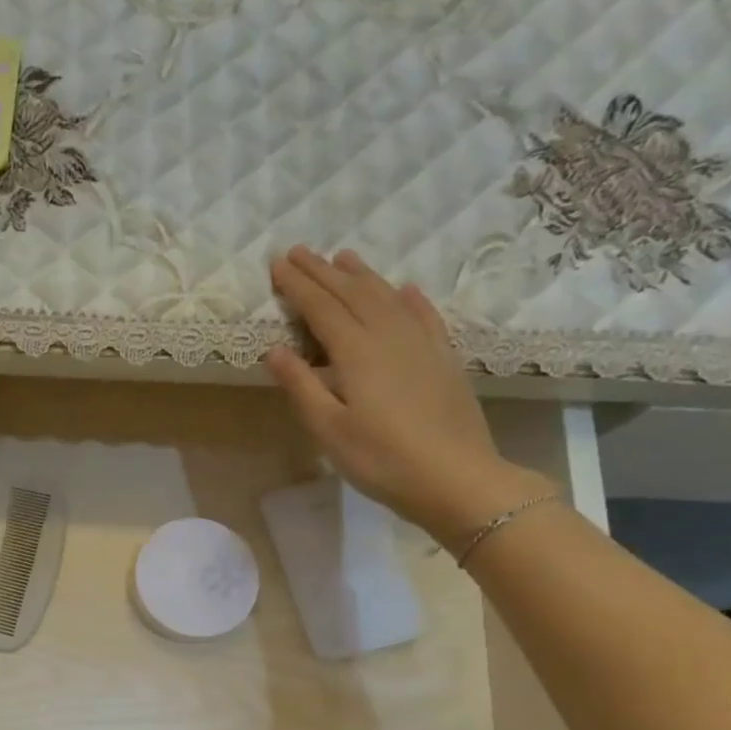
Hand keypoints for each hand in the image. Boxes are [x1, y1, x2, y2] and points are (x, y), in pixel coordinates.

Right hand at [264, 246, 555, 541]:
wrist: (456, 478)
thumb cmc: (380, 459)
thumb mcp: (328, 428)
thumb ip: (301, 385)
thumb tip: (274, 350)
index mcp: (356, 352)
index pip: (321, 308)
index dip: (298, 285)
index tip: (277, 264)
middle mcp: (389, 336)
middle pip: (353, 293)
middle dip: (323, 271)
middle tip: (299, 251)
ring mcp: (422, 344)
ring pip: (387, 297)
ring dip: (363, 275)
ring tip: (343, 257)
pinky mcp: (444, 359)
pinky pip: (425, 316)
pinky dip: (410, 299)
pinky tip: (405, 290)